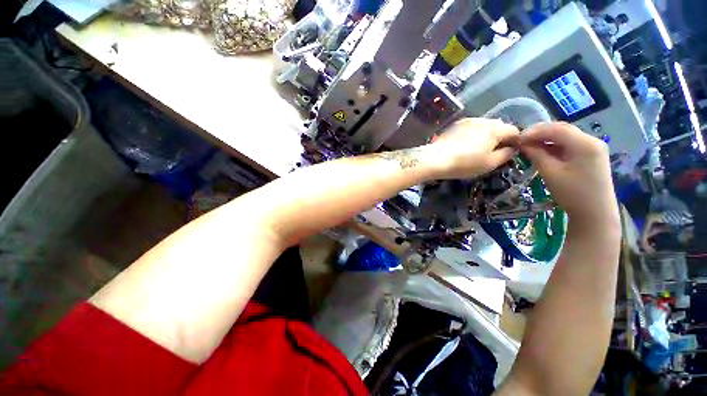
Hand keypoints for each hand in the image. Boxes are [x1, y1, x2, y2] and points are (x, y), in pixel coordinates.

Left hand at [426, 118, 519, 179]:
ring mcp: (467, 121)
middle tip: (494, 151)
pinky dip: (473, 134)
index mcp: (495, 128)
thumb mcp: (490, 163)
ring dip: (486, 135)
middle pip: (498, 126)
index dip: (515, 141)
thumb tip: (511, 149)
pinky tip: (465, 145)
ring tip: (478, 148)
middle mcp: (483, 120)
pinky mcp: (455, 125)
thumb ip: (506, 155)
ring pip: (483, 126)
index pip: (514, 131)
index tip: (510, 152)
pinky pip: (470, 128)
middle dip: (500, 137)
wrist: (436, 159)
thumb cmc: (465, 163)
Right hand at [520, 122, 617, 224]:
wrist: (595, 213)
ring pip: (565, 135)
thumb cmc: (572, 194)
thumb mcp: (550, 173)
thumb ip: (536, 154)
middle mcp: (592, 140)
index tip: (517, 138)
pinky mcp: (591, 154)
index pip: (556, 129)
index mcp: (585, 144)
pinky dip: (554, 145)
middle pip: (562, 129)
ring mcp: (593, 147)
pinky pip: (569, 144)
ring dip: (546, 138)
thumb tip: (522, 143)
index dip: (535, 131)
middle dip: (540, 132)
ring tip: (528, 145)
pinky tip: (542, 150)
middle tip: (521, 140)